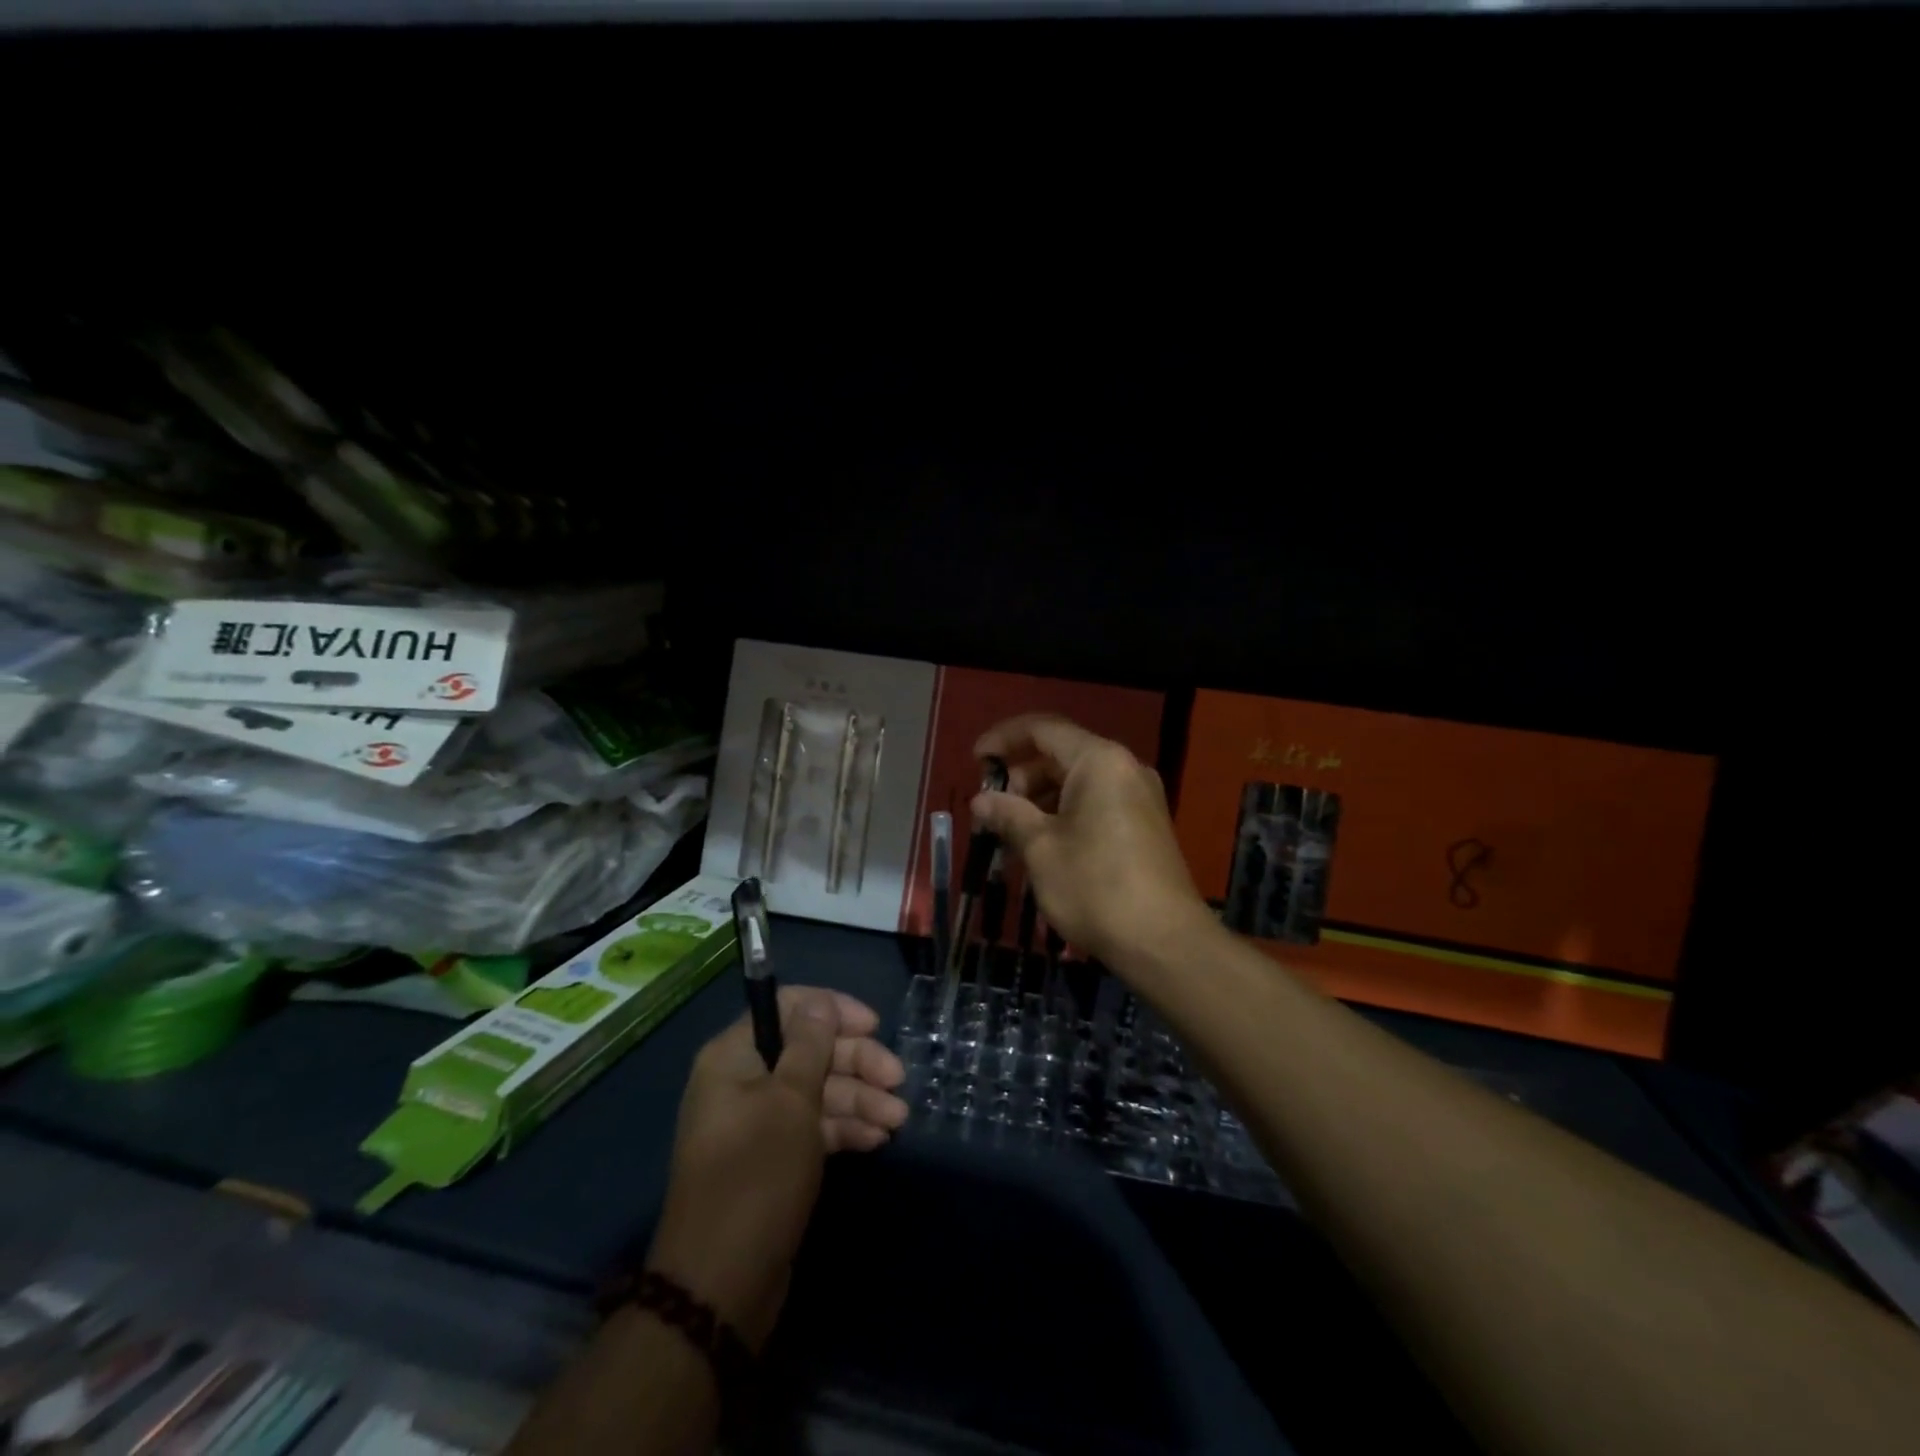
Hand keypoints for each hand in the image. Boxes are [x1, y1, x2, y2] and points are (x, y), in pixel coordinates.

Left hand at [647, 987, 906, 1350]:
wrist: (721, 1287)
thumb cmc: (757, 1176)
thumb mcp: (790, 1102)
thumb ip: (809, 1046)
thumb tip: (819, 1004)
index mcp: (734, 1057)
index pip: (787, 1008)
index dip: (832, 1011)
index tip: (873, 1025)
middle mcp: (744, 1081)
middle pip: (808, 1051)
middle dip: (856, 1063)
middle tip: (898, 1080)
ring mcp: (759, 1123)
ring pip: (816, 1091)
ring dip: (859, 1099)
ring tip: (897, 1120)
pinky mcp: (774, 1159)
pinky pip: (813, 1127)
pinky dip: (844, 1129)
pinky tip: (877, 1140)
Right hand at [971, 714, 1212, 965]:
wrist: (1164, 942)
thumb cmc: (1094, 886)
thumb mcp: (1040, 848)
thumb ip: (1008, 814)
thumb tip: (981, 800)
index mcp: (1099, 761)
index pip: (1043, 729)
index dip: (1003, 739)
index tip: (975, 760)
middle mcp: (1124, 768)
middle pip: (1060, 756)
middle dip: (1020, 778)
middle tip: (991, 811)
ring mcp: (1139, 797)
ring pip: (1077, 783)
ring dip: (1039, 802)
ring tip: (1010, 837)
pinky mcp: (1145, 825)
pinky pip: (1096, 805)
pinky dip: (1064, 816)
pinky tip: (1042, 849)